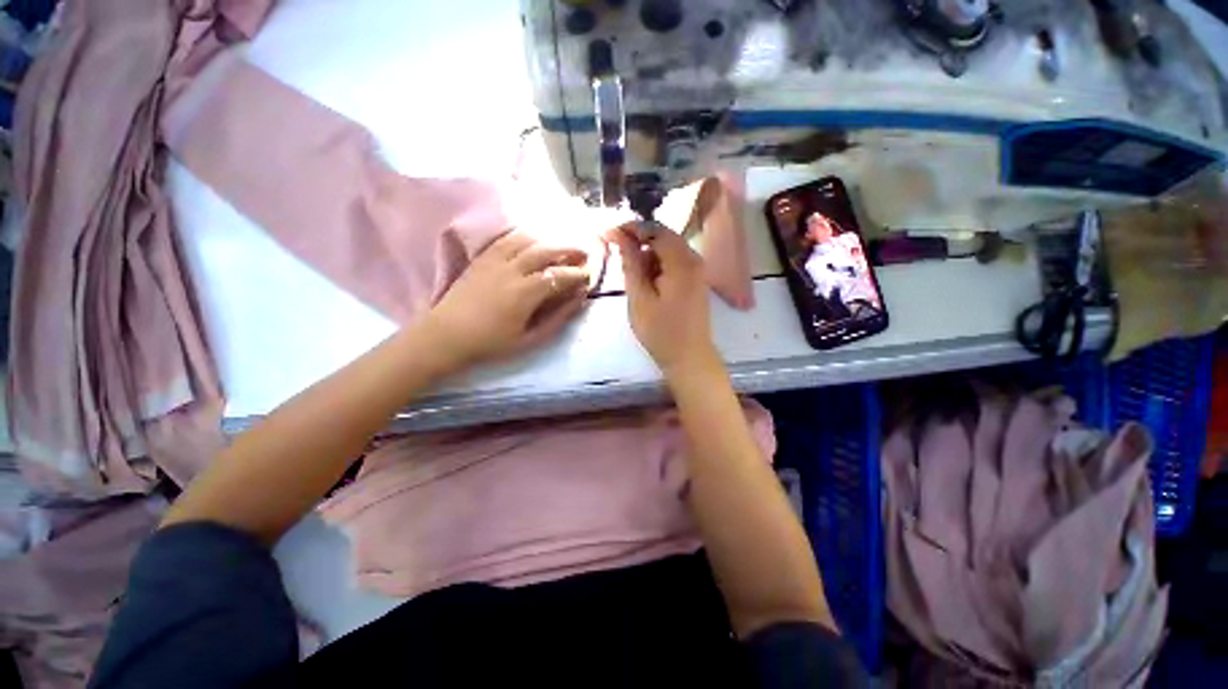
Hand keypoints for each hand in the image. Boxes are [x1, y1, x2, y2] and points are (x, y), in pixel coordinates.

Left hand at [422, 231, 589, 370]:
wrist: (445, 336)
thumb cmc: (490, 343)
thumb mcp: (530, 339)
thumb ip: (558, 318)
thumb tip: (579, 299)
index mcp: (525, 293)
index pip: (559, 275)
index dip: (578, 274)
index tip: (589, 275)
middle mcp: (511, 270)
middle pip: (546, 250)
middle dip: (569, 249)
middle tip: (584, 252)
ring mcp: (494, 260)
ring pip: (527, 240)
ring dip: (549, 239)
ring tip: (562, 244)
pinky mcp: (482, 258)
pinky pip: (507, 239)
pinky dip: (525, 236)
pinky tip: (534, 239)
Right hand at [608, 225, 718, 374]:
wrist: (689, 358)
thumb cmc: (661, 332)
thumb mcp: (639, 298)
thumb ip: (631, 264)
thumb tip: (619, 236)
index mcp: (682, 262)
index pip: (655, 230)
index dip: (631, 228)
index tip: (608, 234)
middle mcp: (694, 260)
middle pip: (663, 237)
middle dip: (638, 243)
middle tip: (616, 255)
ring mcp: (697, 270)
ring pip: (667, 250)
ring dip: (647, 257)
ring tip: (632, 277)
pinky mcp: (695, 281)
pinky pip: (673, 263)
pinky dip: (657, 267)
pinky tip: (646, 283)